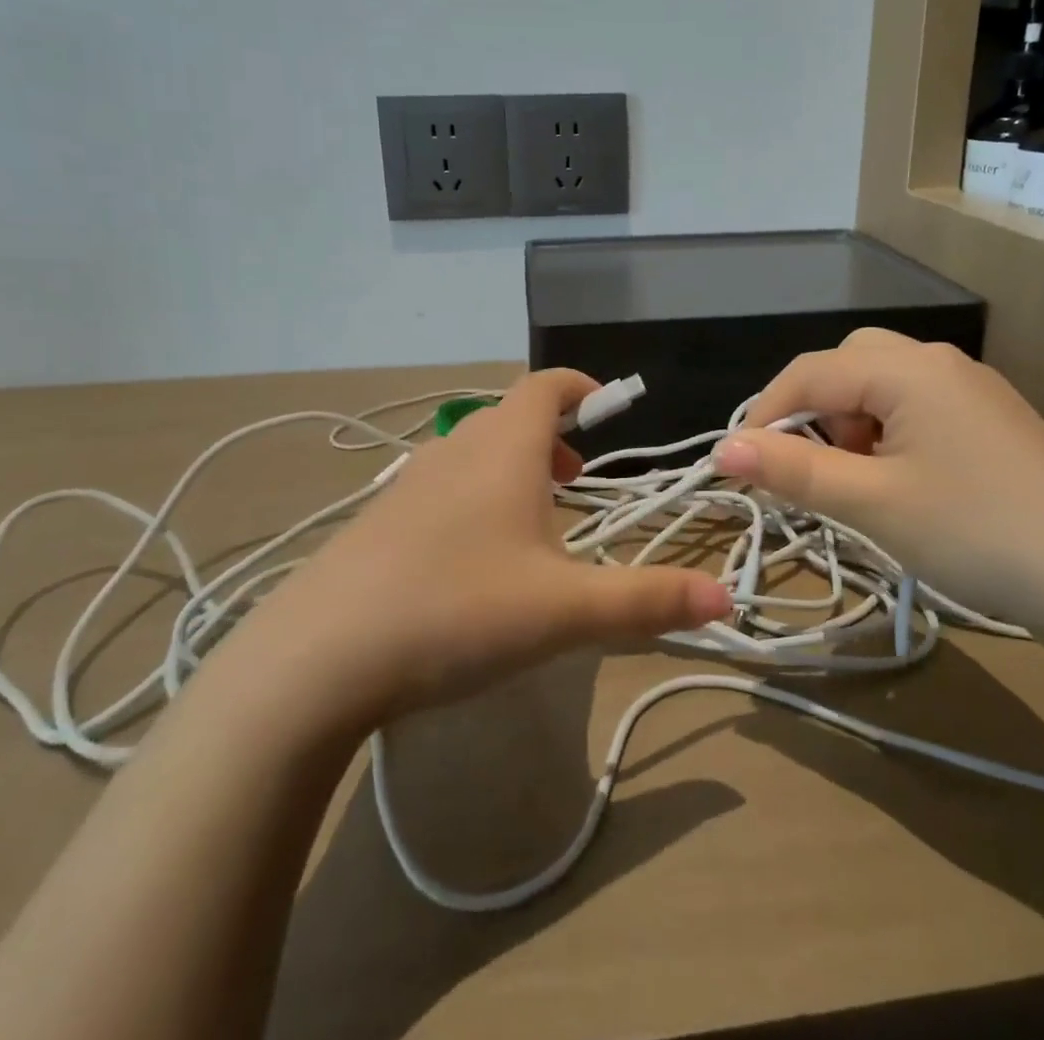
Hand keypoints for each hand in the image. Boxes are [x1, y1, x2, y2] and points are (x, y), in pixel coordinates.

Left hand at [247, 369, 730, 724]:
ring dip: (511, 468)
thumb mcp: (564, 610)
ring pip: (471, 452)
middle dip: (551, 436)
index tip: (606, 406)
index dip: (579, 387)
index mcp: (503, 450)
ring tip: (534, 518)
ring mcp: (407, 483)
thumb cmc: (457, 610)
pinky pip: (440, 485)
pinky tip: (471, 557)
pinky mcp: (377, 521)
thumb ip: (647, 601)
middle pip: (508, 417)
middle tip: (577, 477)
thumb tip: (726, 600)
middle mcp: (454, 451)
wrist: (317, 657)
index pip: (544, 386)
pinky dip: (472, 495)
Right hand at [713, 328, 1043, 649]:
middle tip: (812, 467)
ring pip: (884, 385)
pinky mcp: (995, 422)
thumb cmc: (977, 532)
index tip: (739, 466)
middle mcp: (940, 364)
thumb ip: (792, 470)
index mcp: (908, 369)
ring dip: (852, 423)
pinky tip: (906, 483)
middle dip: (814, 410)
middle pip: (849, 365)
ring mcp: (974, 390)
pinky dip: (889, 434)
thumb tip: (722, 449)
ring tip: (859, 482)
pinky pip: (919, 407)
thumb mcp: (872, 503)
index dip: (764, 414)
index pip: (809, 372)